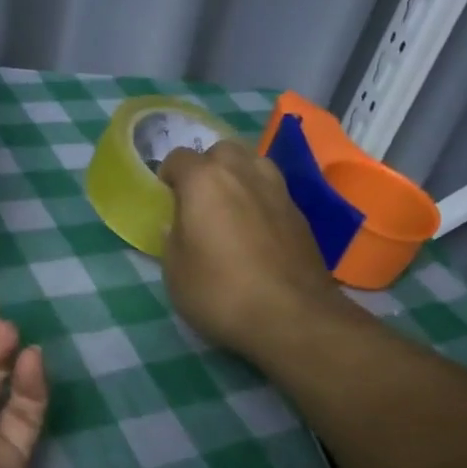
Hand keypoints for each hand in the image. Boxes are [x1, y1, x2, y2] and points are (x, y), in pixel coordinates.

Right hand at [158, 139, 348, 361]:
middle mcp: (243, 173)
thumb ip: (172, 239)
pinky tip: (257, 228)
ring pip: (253, 163)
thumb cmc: (220, 292)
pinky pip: (273, 190)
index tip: (166, 198)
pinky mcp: (300, 213)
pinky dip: (260, 199)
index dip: (168, 175)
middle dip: (207, 167)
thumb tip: (177, 223)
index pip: (179, 158)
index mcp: (204, 180)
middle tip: (199, 199)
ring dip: (238, 175)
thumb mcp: (175, 272)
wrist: (292, 316)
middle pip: (221, 151)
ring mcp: (277, 190)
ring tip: (231, 206)